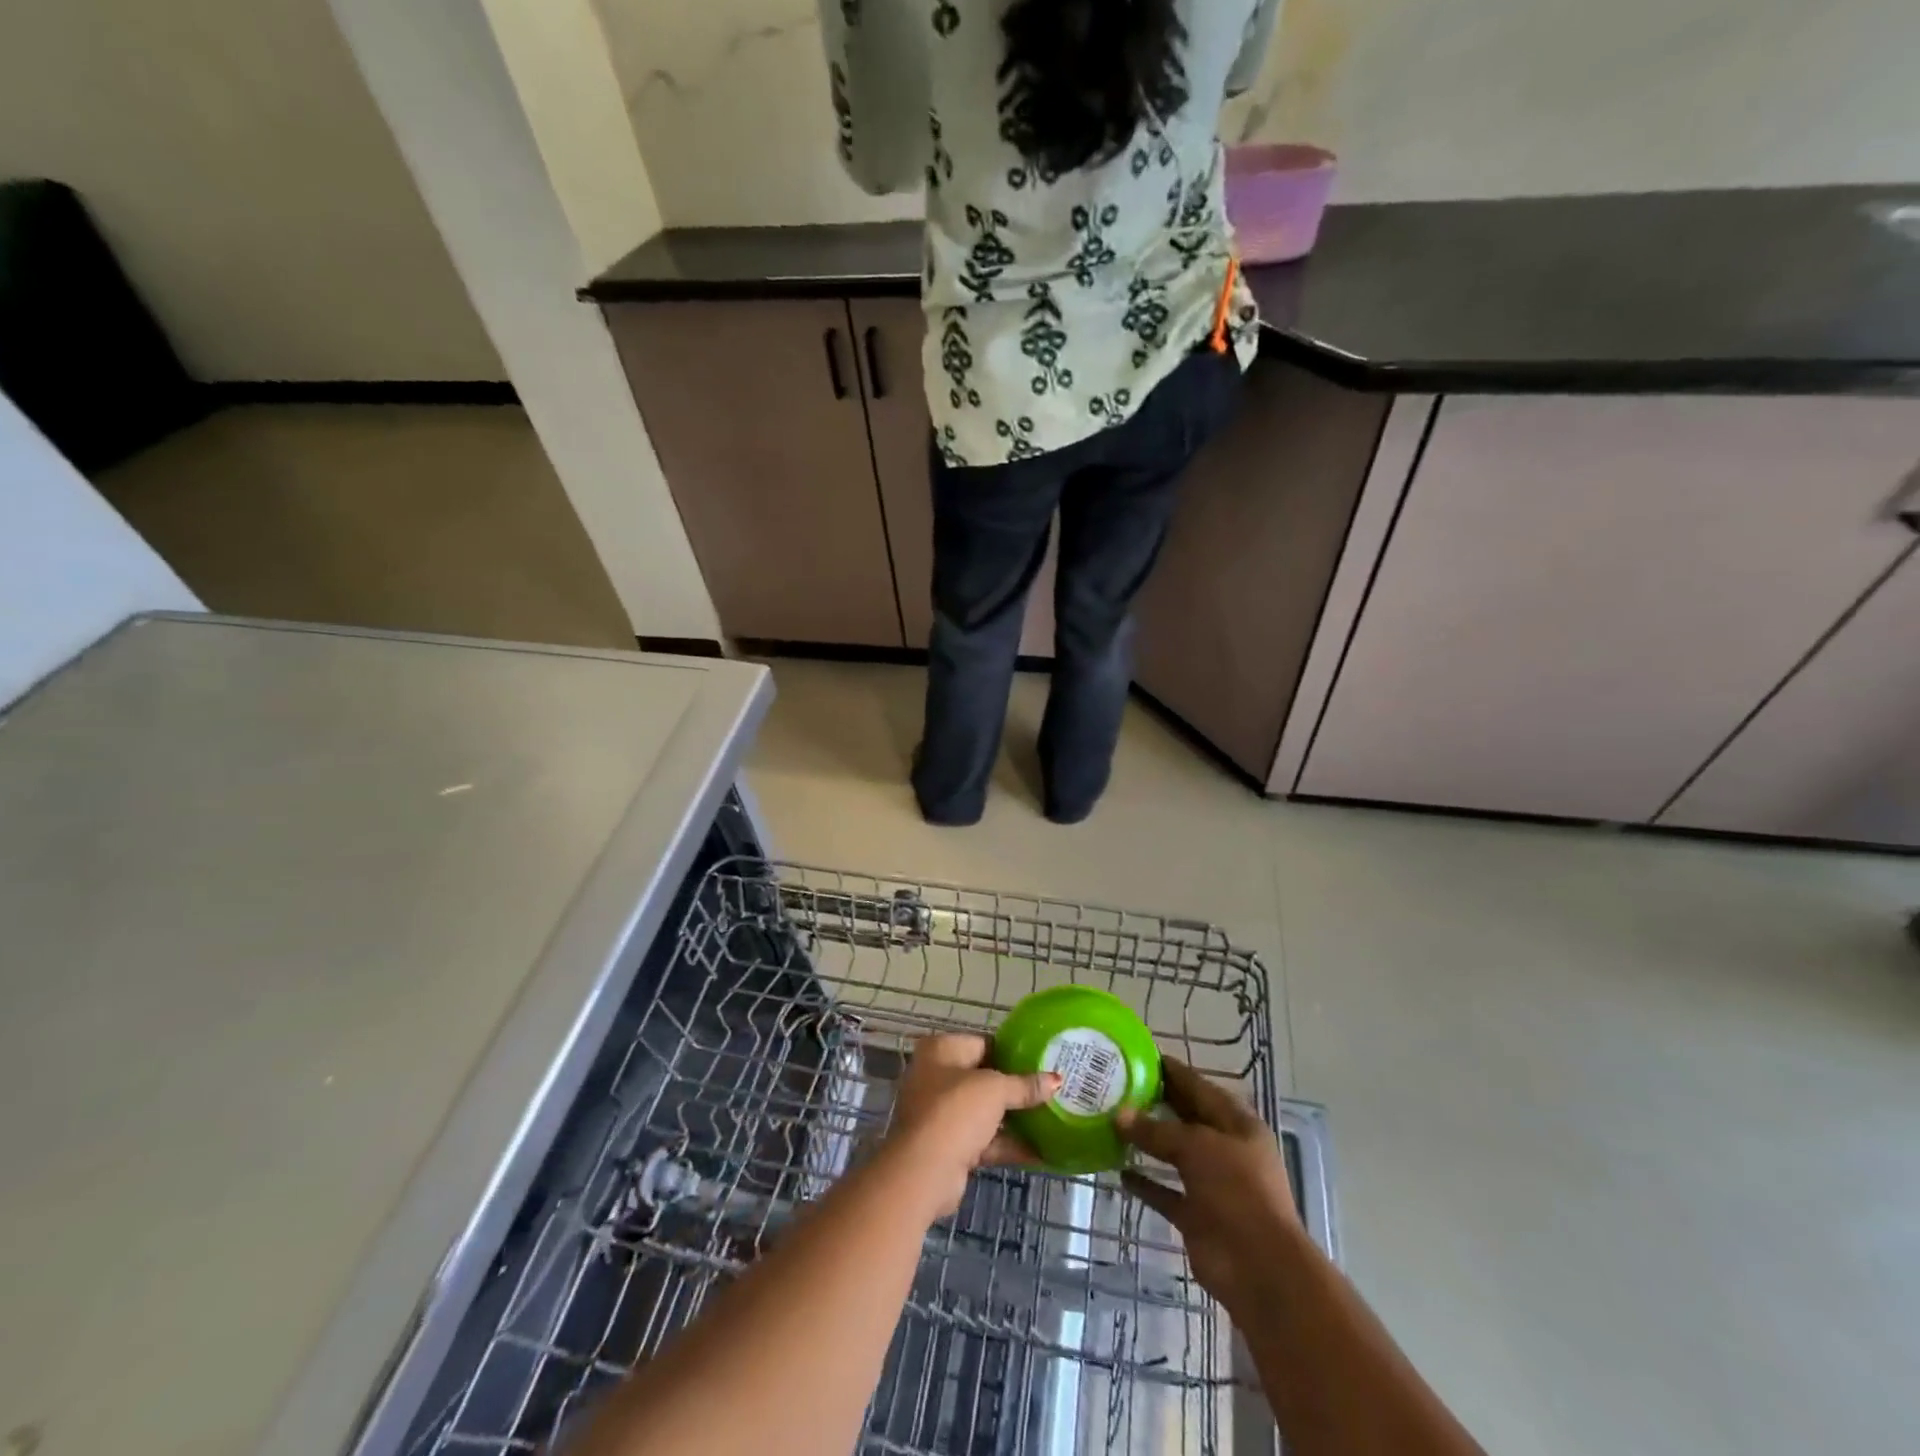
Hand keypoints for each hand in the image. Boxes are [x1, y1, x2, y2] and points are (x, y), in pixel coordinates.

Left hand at [884, 1033, 1059, 1215]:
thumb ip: (1025, 1085)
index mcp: (941, 1050)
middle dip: (1016, 1087)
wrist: (925, 1171)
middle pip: (985, 1078)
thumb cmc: (956, 1111)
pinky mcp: (950, 1145)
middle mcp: (936, 1076)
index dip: (1013, 1051)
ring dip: (1015, 1117)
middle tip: (1050, 1089)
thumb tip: (1056, 1080)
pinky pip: (984, 1138)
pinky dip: (1008, 1143)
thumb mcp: (995, 1090)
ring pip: (985, 1111)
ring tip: (1052, 1117)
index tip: (1042, 1060)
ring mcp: (942, 1113)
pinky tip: (1041, 1151)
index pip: (983, 1043)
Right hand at [1116, 1059, 1302, 1310]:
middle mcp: (1226, 1149)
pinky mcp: (1197, 1215)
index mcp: (1237, 1124)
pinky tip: (1118, 1171)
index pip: (1199, 1086)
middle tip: (1116, 1086)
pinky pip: (1166, 1192)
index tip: (1138, 1055)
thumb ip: (1157, 1130)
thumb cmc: (1237, 1191)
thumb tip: (1119, 1115)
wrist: (1259, 1268)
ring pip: (1174, 1154)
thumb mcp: (1197, 1147)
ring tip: (1112, 1123)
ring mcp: (1212, 1184)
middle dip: (1155, 1103)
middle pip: (1185, 1118)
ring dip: (1147, 1142)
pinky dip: (1146, 1183)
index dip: (1172, 1071)